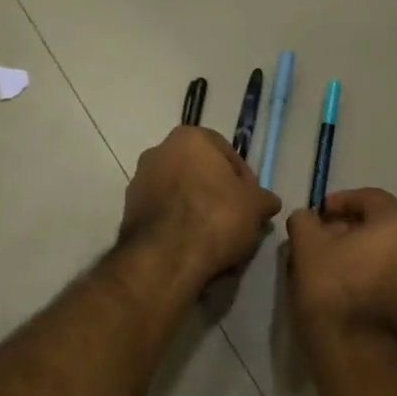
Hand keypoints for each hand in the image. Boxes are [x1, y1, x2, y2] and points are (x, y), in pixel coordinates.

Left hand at [121, 126, 281, 284]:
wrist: (165, 258)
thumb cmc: (215, 217)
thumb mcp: (255, 207)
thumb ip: (263, 199)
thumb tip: (268, 202)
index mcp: (190, 138)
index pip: (227, 154)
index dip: (244, 180)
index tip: (252, 203)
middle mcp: (159, 150)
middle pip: (200, 171)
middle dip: (217, 193)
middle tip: (235, 219)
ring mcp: (139, 180)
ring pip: (180, 192)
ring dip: (196, 209)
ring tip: (215, 237)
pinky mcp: (128, 210)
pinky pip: (163, 212)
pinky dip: (177, 224)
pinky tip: (192, 245)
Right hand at [285, 189, 396, 352]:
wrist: (362, 356)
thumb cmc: (333, 291)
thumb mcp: (307, 247)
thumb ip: (305, 221)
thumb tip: (308, 218)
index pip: (372, 197)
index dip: (342, 201)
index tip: (320, 215)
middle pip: (385, 228)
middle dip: (355, 231)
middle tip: (327, 243)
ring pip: (395, 258)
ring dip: (370, 258)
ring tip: (340, 273)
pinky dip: (381, 284)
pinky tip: (358, 300)